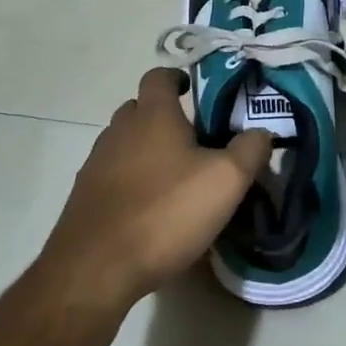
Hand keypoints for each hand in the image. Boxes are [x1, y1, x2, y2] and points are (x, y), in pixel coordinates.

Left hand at [38, 67, 270, 313]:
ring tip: (176, 177)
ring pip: (125, 143)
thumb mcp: (226, 181)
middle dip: (164, 117)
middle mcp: (119, 130)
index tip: (194, 92)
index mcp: (152, 115)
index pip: (159, 76)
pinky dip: (132, 181)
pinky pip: (113, 176)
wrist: (95, 269)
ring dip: (147, 151)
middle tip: (195, 140)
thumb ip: (249, 150)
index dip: (177, 78)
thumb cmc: (165, 212)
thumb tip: (260, 132)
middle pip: (140, 109)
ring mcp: (96, 164)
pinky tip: (151, 209)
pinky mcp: (85, 198)